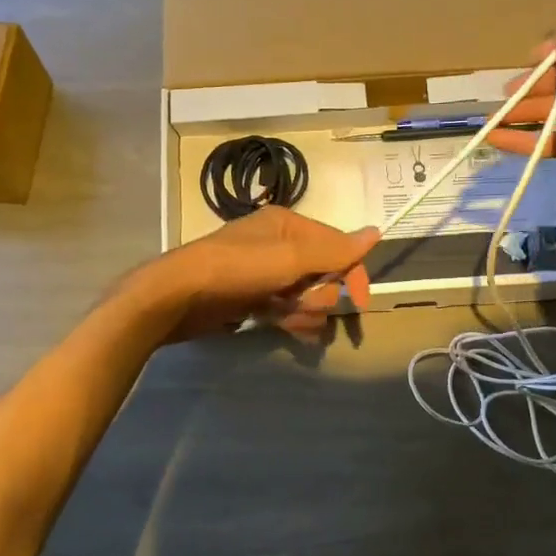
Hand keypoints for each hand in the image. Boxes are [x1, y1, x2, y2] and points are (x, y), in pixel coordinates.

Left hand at [141, 207, 377, 342]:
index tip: (360, 304)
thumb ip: (334, 249)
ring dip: (306, 312)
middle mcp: (279, 245)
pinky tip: (287, 330)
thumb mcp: (289, 258)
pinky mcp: (252, 297)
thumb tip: (377, 232)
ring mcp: (264, 272)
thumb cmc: (236, 270)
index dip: (352, 274)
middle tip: (302, 309)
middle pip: (323, 274)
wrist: (178, 296)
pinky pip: (286, 308)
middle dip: (320, 297)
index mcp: (289, 225)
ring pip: (305, 295)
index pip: (337, 247)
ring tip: (291, 324)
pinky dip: (291, 319)